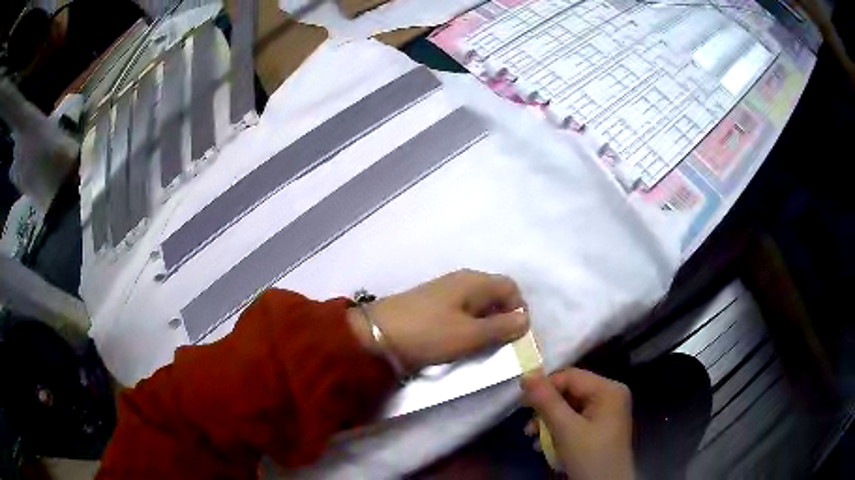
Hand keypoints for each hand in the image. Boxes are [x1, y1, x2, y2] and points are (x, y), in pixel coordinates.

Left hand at [347, 269, 528, 370]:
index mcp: (474, 281)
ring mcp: (444, 292)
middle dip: (503, 319)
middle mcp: (461, 281)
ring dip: (485, 325)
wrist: (376, 335)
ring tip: (480, 347)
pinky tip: (460, 342)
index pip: (510, 287)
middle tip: (499, 344)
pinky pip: (461, 313)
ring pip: (478, 306)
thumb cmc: (428, 333)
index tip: (516, 336)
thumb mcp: (469, 335)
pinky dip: (468, 326)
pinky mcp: (431, 306)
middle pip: (495, 295)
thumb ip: (501, 327)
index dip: (519, 310)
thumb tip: (525, 320)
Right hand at [522, 368, 634, 479]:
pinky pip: (575, 421)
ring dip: (548, 421)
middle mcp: (610, 396)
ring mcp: (606, 413)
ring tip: (531, 436)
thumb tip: (527, 374)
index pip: (571, 376)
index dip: (545, 385)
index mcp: (608, 390)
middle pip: (570, 392)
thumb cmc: (589, 455)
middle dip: (546, 408)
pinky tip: (543, 444)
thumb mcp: (565, 428)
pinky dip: (558, 430)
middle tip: (527, 424)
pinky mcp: (600, 428)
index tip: (521, 402)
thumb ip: (546, 401)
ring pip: (570, 408)